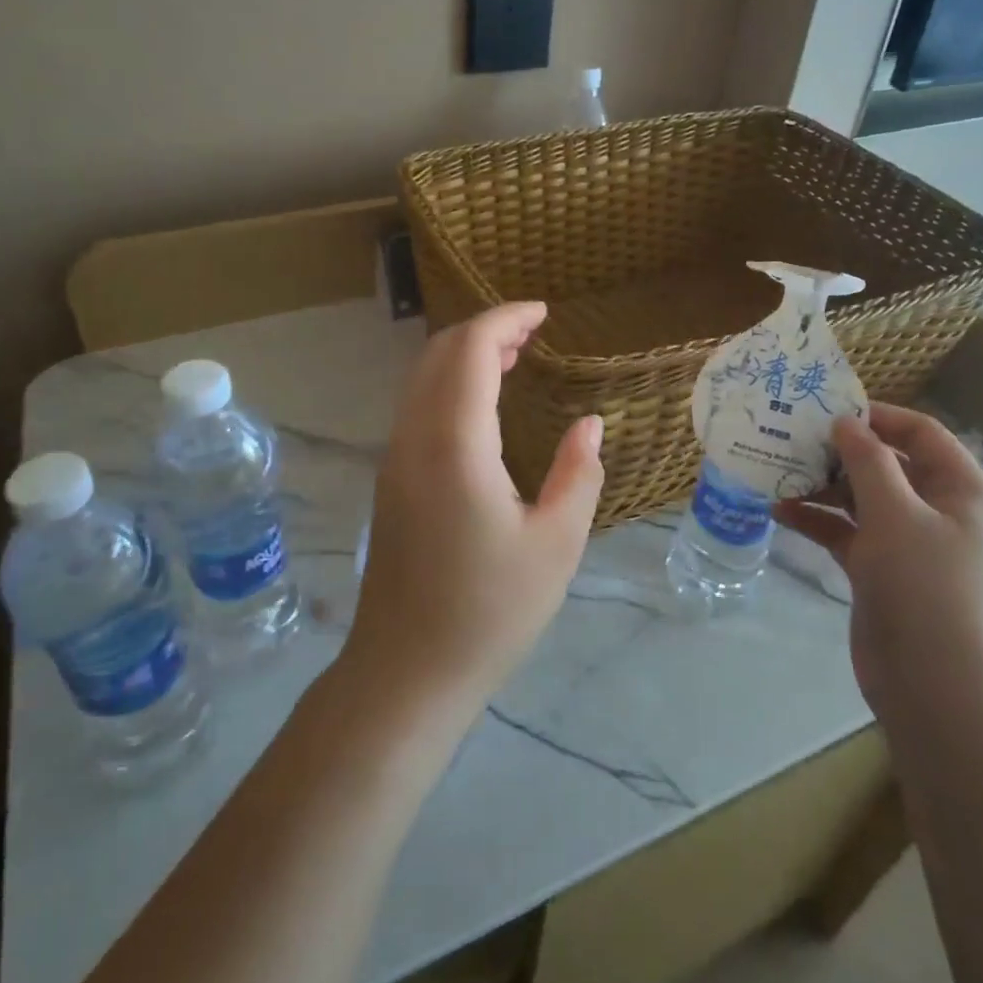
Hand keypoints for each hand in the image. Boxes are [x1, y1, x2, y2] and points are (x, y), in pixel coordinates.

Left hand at [341, 302, 603, 722]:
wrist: (407, 670)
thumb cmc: (490, 610)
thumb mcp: (556, 543)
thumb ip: (577, 473)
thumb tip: (590, 424)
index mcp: (454, 445)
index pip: (470, 351)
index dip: (505, 320)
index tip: (543, 313)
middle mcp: (414, 438)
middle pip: (438, 354)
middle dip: (484, 330)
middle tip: (533, 332)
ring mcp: (394, 458)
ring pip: (421, 378)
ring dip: (463, 356)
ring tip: (512, 358)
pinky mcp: (391, 480)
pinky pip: (416, 406)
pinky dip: (448, 384)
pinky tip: (480, 404)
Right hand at [775, 404, 982, 743]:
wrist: (933, 686)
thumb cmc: (925, 587)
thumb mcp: (895, 514)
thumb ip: (868, 461)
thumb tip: (846, 422)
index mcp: (961, 490)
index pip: (921, 434)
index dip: (877, 417)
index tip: (827, 410)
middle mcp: (938, 511)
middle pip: (887, 465)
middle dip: (840, 452)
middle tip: (791, 439)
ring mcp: (909, 543)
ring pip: (861, 499)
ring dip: (822, 486)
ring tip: (776, 472)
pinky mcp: (881, 570)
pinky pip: (847, 532)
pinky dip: (818, 520)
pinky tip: (779, 511)